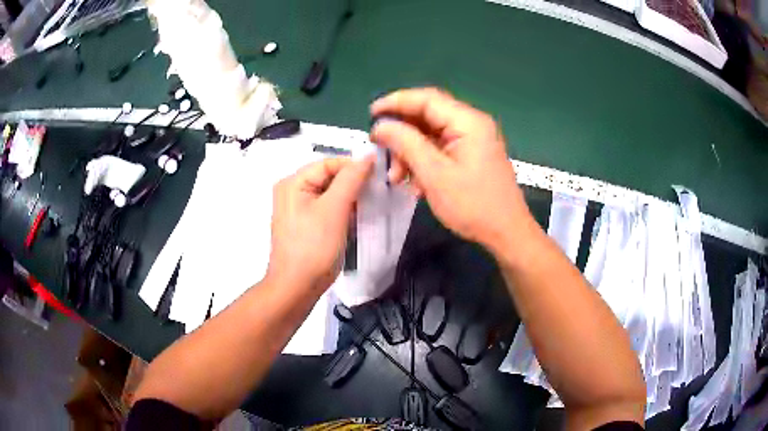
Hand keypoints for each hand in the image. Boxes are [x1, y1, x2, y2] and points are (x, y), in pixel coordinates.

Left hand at [266, 157, 373, 293]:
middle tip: (376, 193)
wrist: (297, 287)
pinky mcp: (306, 225)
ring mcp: (298, 209)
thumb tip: (368, 156)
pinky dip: (342, 212)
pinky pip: (327, 209)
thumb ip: (351, 179)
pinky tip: (355, 220)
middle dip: (353, 184)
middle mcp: (292, 191)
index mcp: (293, 182)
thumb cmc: (313, 246)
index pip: (328, 163)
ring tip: (368, 207)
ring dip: (350, 199)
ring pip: (330, 194)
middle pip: (329, 177)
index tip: (378, 177)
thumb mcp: (334, 209)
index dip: (353, 167)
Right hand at [370, 88, 531, 249]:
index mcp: (468, 122)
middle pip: (428, 115)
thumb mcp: (434, 174)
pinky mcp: (471, 155)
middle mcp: (472, 124)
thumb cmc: (472, 205)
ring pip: (431, 134)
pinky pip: (440, 148)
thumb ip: (406, 143)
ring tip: (396, 176)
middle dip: (402, 132)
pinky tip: (413, 180)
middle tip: (381, 149)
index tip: (371, 114)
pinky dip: (423, 160)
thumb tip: (381, 125)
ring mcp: (473, 140)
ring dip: (410, 150)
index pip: (426, 99)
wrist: (506, 233)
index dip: (395, 102)